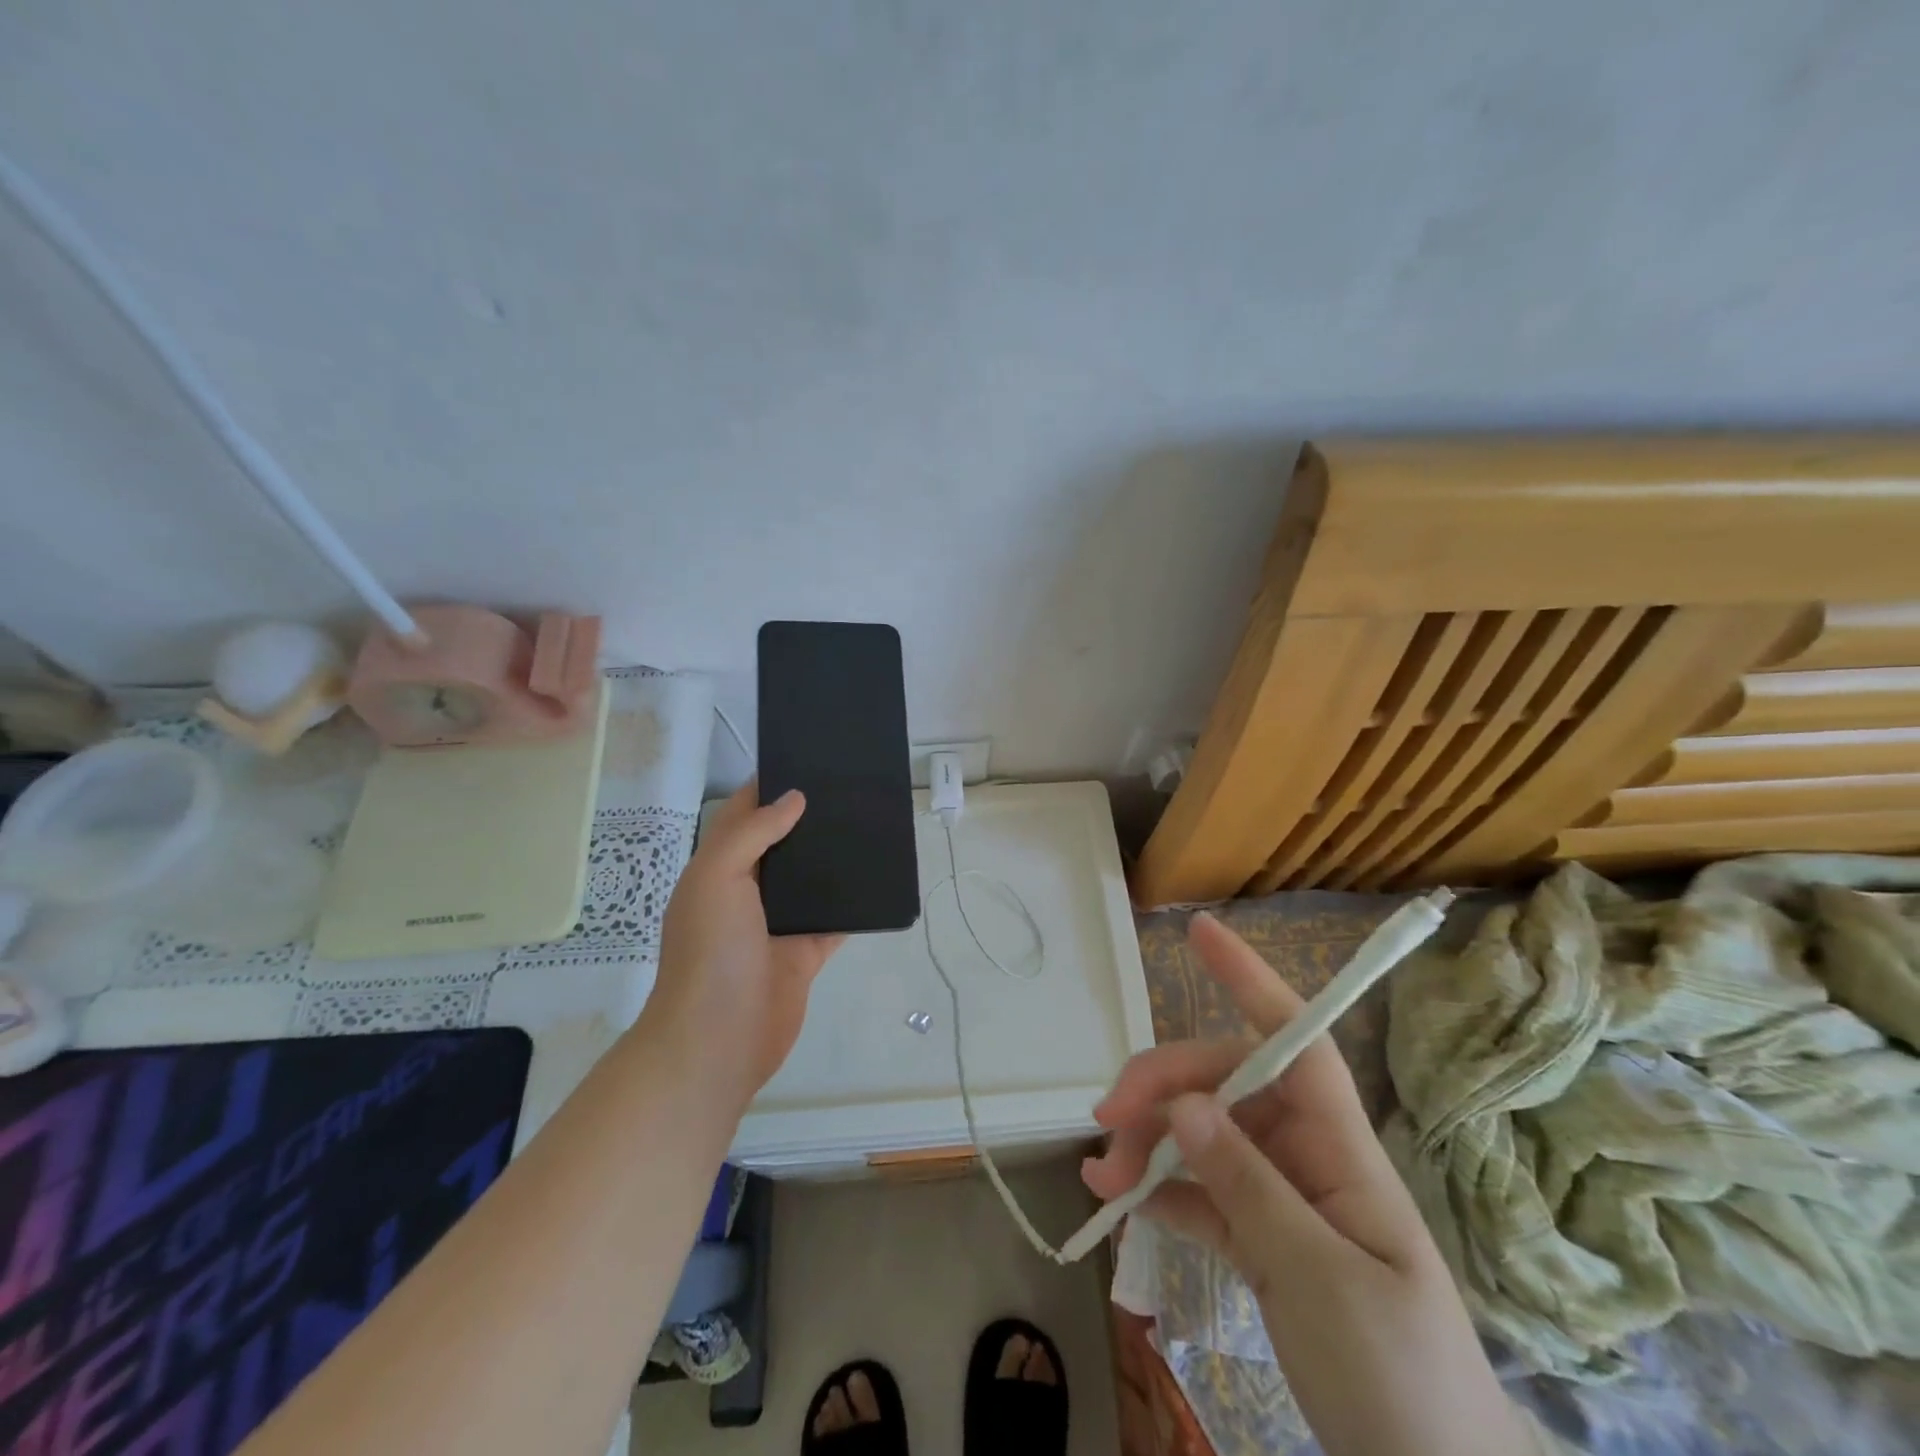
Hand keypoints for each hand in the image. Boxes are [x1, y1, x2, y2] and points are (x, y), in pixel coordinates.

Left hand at [647, 782, 844, 1107]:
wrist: (718, 1041)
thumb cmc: (711, 952)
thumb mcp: (717, 878)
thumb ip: (752, 832)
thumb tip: (795, 798)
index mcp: (717, 868)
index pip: (743, 814)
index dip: (769, 787)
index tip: (808, 761)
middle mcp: (746, 891)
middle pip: (782, 844)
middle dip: (809, 819)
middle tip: (851, 790)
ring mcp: (776, 924)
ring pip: (810, 880)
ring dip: (833, 859)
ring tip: (870, 824)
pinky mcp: (803, 954)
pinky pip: (833, 920)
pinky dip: (853, 904)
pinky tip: (879, 881)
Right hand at [1082, 913, 1533, 1455]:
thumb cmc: (1403, 1380)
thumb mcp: (1322, 1280)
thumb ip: (1249, 1186)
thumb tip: (1184, 1105)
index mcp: (1340, 1148)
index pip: (1296, 1041)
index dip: (1251, 981)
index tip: (1200, 933)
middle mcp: (1305, 1154)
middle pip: (1224, 1085)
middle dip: (1161, 1089)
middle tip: (1105, 1120)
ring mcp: (1277, 1195)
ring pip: (1199, 1134)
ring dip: (1145, 1143)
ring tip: (1100, 1179)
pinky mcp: (1256, 1237)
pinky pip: (1195, 1190)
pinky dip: (1153, 1187)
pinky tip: (1114, 1197)